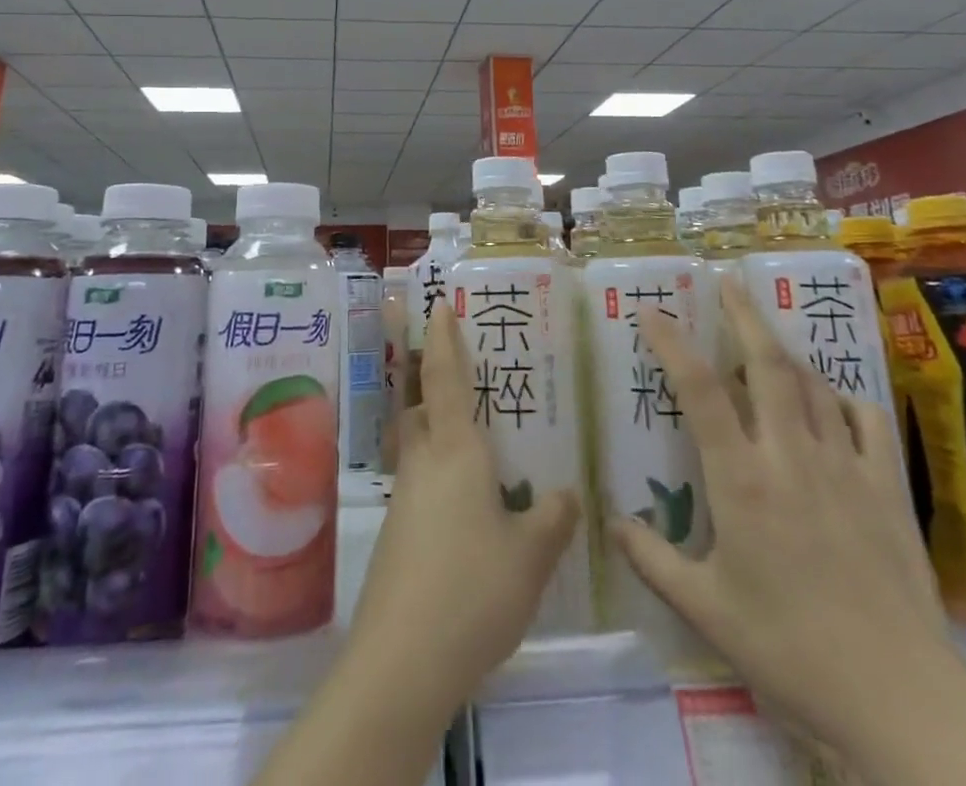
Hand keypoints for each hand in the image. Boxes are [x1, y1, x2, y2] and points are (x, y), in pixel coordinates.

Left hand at [347, 302, 580, 710]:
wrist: (401, 661)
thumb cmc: (471, 591)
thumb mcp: (530, 557)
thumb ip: (551, 519)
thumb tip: (567, 493)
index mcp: (455, 451)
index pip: (444, 377)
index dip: (442, 338)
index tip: (439, 304)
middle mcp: (424, 462)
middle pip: (423, 405)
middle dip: (436, 380)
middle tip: (468, 370)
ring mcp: (405, 497)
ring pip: (421, 443)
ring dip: (440, 428)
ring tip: (480, 436)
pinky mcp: (398, 532)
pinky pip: (422, 480)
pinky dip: (442, 472)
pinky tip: (470, 502)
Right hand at [612, 281, 954, 749]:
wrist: (903, 700)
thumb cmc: (790, 651)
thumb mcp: (707, 611)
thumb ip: (654, 560)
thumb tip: (613, 522)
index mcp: (741, 480)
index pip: (700, 390)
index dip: (672, 343)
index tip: (652, 312)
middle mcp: (790, 456)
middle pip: (766, 363)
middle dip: (743, 313)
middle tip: (727, 279)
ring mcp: (844, 466)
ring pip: (812, 384)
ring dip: (784, 350)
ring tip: (765, 332)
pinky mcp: (887, 488)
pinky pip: (866, 420)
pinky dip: (844, 398)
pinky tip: (832, 400)